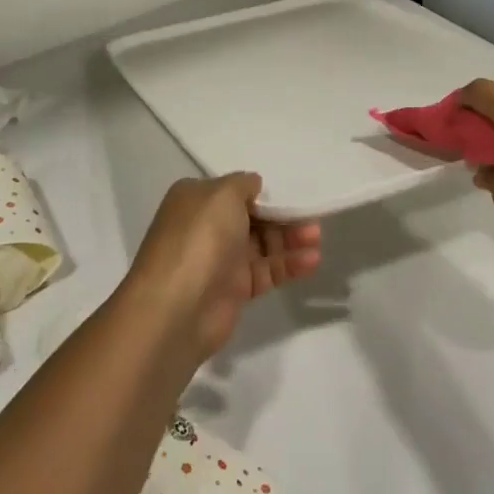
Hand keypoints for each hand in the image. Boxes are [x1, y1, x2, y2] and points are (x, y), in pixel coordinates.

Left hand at [126, 175, 321, 361]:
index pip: (234, 190)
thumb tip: (254, 185)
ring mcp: (220, 260)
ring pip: (262, 244)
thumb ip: (243, 184)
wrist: (177, 308)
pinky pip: (266, 271)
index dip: (262, 191)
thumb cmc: (199, 238)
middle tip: (312, 216)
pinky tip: (312, 260)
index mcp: (196, 199)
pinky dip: (289, 264)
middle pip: (252, 217)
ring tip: (317, 237)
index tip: (290, 192)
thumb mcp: (222, 194)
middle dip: (282, 215)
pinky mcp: (234, 290)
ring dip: (290, 239)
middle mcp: (206, 226)